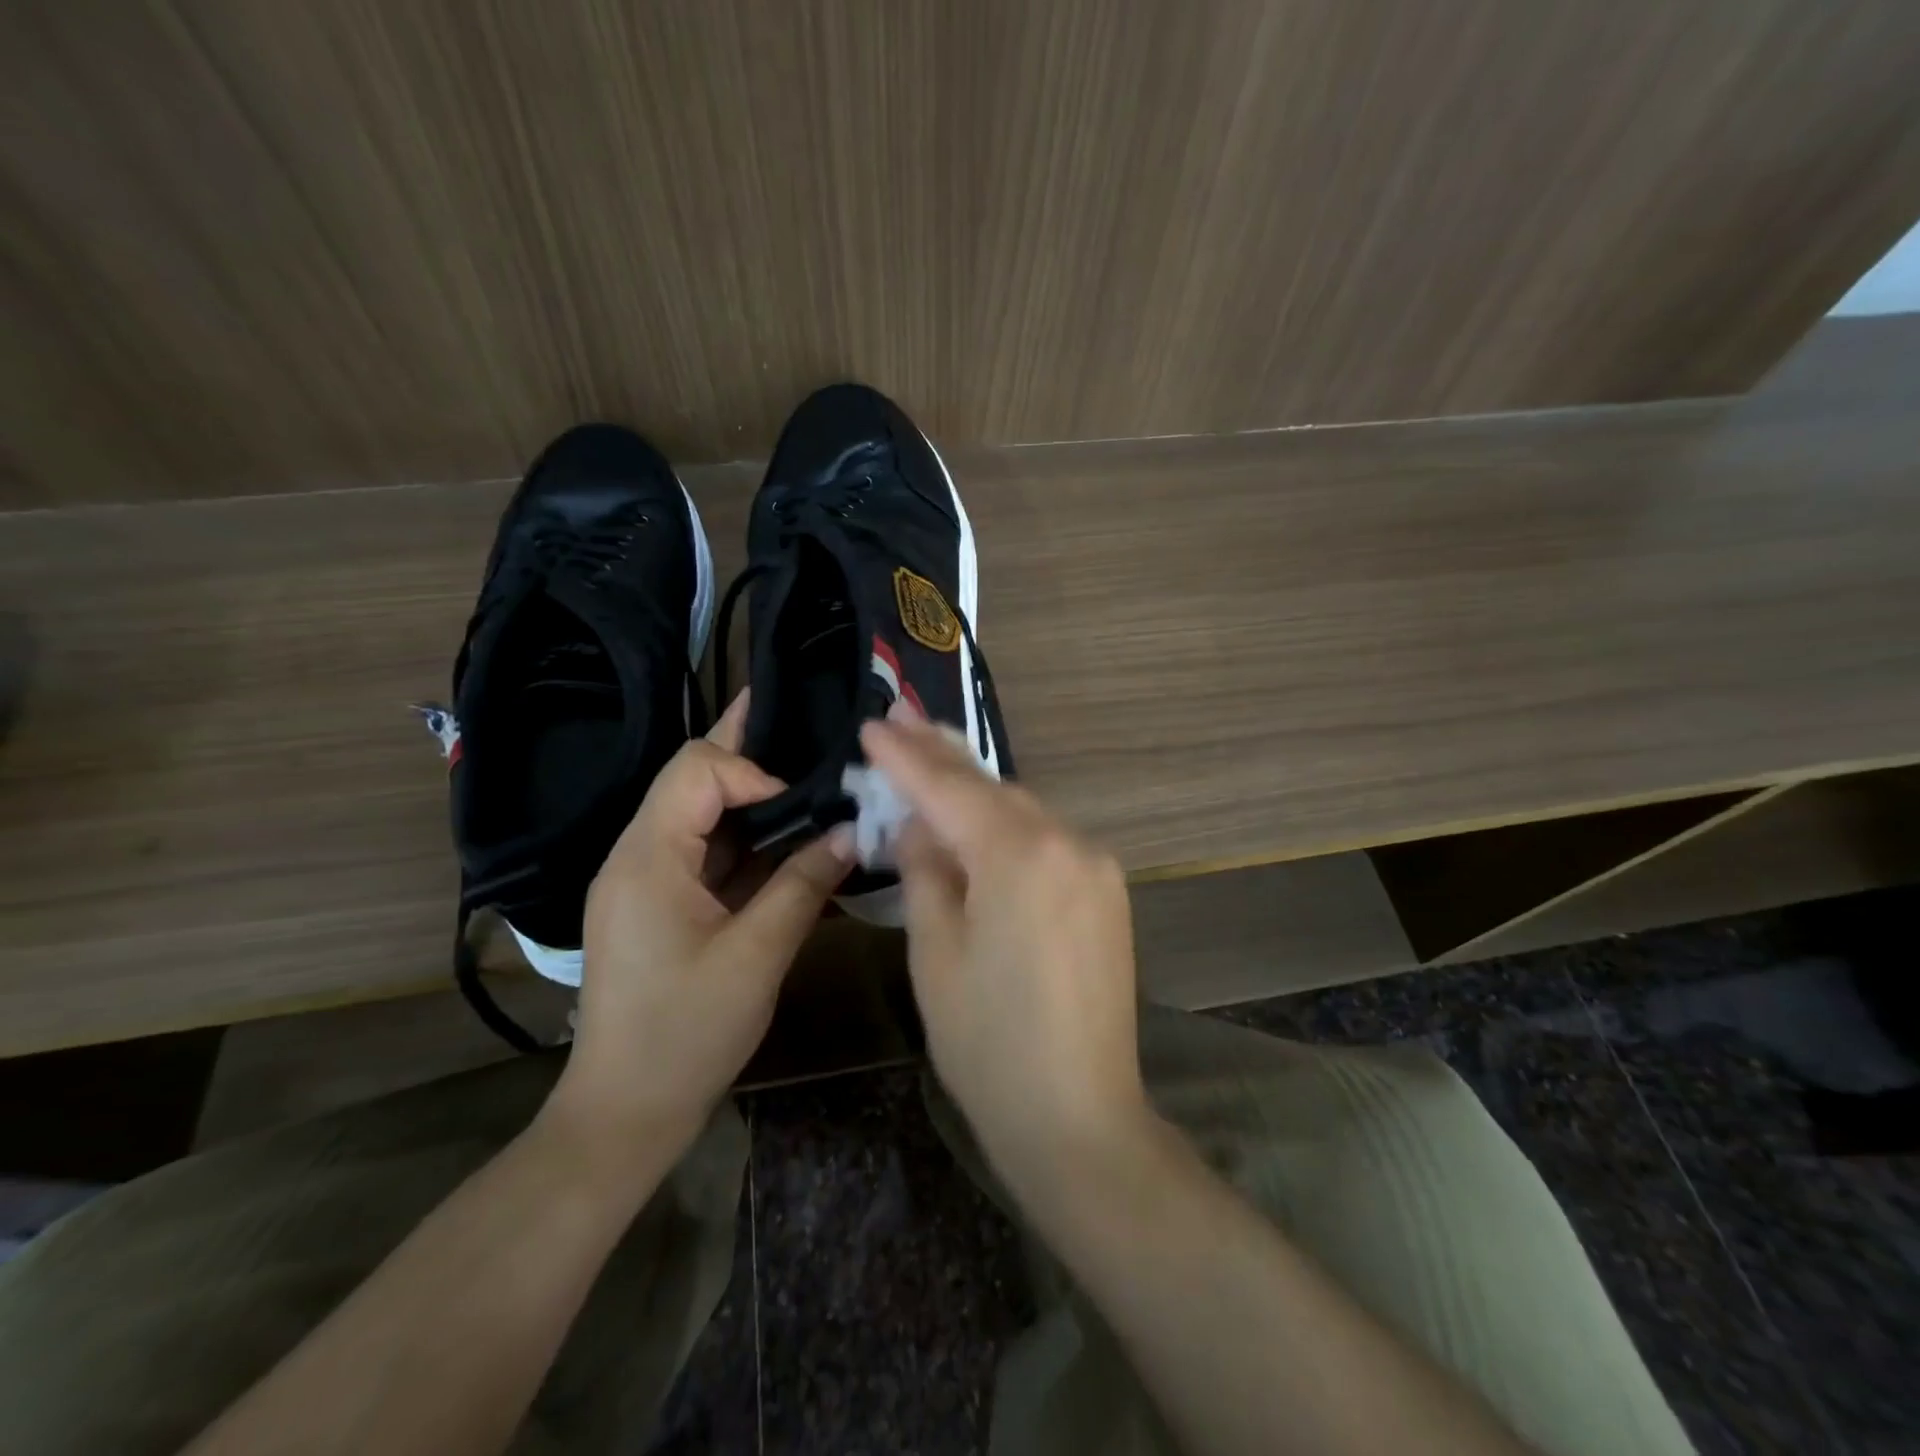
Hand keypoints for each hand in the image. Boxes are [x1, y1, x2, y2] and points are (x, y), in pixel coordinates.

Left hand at [549, 690, 853, 1156]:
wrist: (625, 1111)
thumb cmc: (686, 1033)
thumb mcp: (757, 956)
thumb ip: (804, 884)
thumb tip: (850, 830)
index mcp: (648, 857)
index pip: (697, 769)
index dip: (752, 770)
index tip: (801, 806)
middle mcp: (639, 854)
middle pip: (693, 778)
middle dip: (747, 750)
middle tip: (804, 720)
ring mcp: (647, 879)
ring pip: (701, 812)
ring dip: (752, 795)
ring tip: (807, 771)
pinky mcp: (662, 903)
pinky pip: (705, 849)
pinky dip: (746, 836)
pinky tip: (789, 832)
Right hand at [859, 713, 1149, 1188]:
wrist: (1079, 1117)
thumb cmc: (988, 1044)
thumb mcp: (936, 953)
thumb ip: (926, 872)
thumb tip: (919, 825)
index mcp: (1020, 854)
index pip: (949, 788)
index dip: (906, 756)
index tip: (873, 724)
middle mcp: (1068, 842)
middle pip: (993, 788)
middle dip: (943, 755)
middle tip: (900, 718)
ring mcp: (1096, 865)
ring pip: (1022, 810)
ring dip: (975, 789)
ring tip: (931, 756)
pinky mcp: (1107, 891)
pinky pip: (1047, 839)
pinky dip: (1007, 825)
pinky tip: (979, 820)